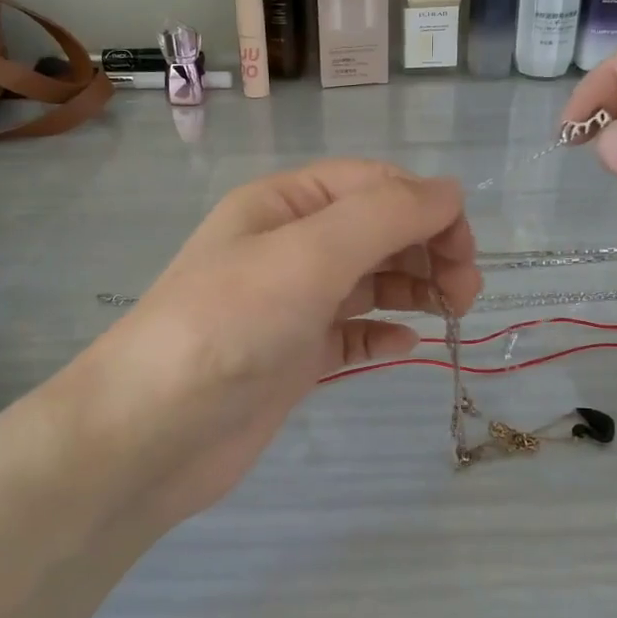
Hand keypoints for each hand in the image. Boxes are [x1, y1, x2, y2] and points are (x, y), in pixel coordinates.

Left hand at [43, 160, 479, 530]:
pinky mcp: (292, 357)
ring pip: (369, 281)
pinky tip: (406, 346)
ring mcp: (289, 304)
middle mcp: (287, 246)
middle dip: (427, 248)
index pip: (373, 185)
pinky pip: (351, 333)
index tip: (465, 249)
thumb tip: (449, 191)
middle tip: (466, 290)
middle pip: (376, 230)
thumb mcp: (308, 255)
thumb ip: (384, 216)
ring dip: (414, 287)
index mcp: (284, 204)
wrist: (150, 432)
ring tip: (452, 311)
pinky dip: (382, 333)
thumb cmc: (229, 326)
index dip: (426, 206)